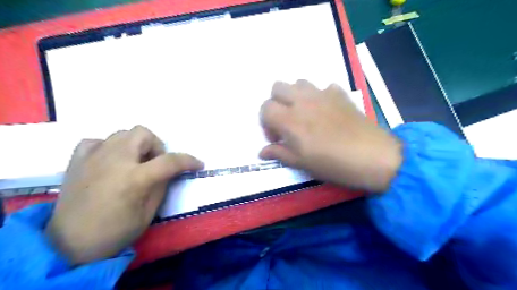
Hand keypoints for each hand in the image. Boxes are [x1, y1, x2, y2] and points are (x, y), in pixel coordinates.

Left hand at [46, 125, 203, 263]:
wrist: (69, 244)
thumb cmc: (115, 231)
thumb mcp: (149, 212)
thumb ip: (162, 185)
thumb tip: (171, 170)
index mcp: (134, 178)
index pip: (169, 161)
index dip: (188, 161)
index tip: (198, 164)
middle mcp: (114, 161)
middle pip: (143, 133)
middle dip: (157, 146)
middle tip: (156, 164)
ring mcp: (93, 157)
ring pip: (122, 133)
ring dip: (136, 145)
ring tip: (135, 163)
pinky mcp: (77, 160)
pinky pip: (98, 141)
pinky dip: (109, 147)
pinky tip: (111, 161)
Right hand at [261, 81, 400, 191]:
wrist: (371, 156)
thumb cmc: (332, 163)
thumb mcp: (301, 163)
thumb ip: (279, 153)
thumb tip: (262, 152)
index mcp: (289, 119)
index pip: (265, 108)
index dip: (266, 123)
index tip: (277, 138)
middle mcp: (302, 101)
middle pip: (277, 87)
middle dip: (276, 102)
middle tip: (286, 121)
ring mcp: (322, 94)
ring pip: (299, 82)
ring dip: (295, 95)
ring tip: (303, 113)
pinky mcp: (340, 94)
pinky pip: (324, 87)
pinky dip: (319, 96)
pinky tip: (326, 110)